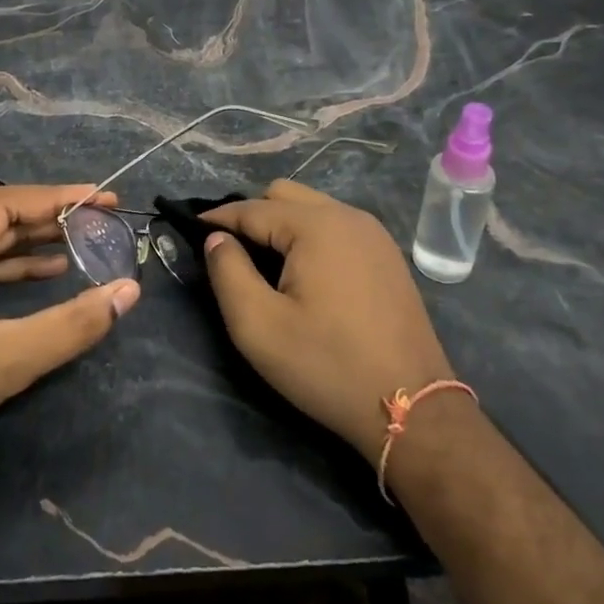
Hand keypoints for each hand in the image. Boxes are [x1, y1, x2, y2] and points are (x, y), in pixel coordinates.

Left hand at [0, 184, 139, 486]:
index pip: (3, 204)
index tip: (104, 196)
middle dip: (49, 219)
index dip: (59, 199)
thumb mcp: (8, 360)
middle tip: (101, 215)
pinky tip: (48, 267)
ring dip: (30, 241)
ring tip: (84, 238)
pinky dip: (5, 264)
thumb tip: (130, 291)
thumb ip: (74, 323)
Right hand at [202, 179, 453, 460]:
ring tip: (266, 264)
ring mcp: (373, 233)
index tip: (191, 230)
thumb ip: (228, 273)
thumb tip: (217, 239)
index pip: (252, 208)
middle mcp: (346, 215)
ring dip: (283, 225)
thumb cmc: (328, 365)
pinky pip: (337, 226)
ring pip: (312, 208)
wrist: (413, 408)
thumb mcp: (259, 327)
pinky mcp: (387, 255)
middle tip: (232, 253)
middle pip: (284, 195)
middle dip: (252, 216)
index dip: (218, 219)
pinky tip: (306, 274)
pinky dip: (311, 236)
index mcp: (316, 225)